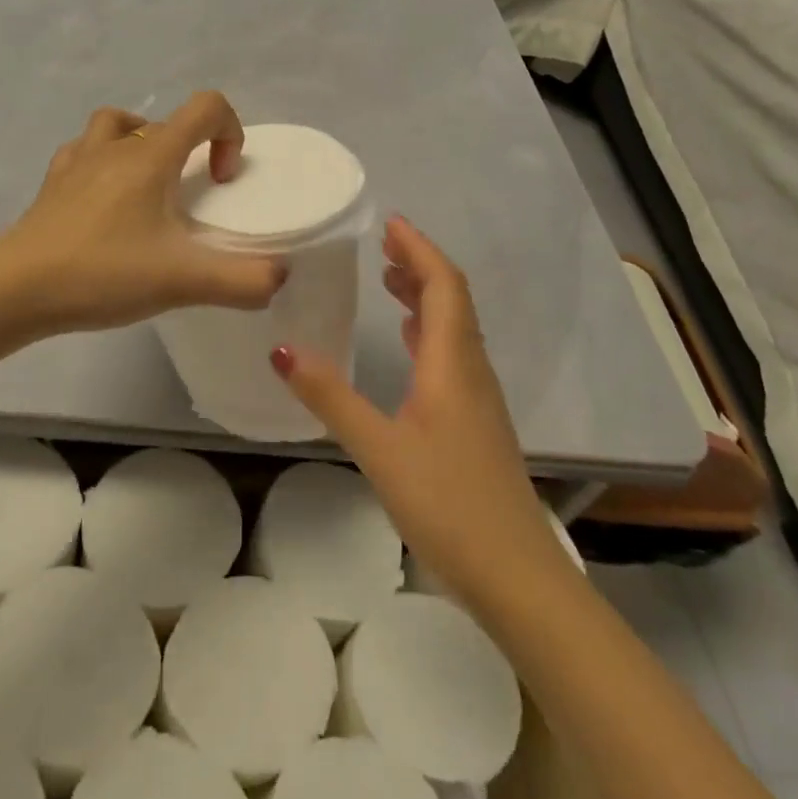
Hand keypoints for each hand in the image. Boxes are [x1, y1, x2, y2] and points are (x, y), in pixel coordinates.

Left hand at [0, 91, 285, 333]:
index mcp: (150, 156)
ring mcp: (76, 162)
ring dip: (141, 143)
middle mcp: (114, 146)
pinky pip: (82, 153)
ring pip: (116, 126)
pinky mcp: (51, 186)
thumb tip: (278, 279)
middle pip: (164, 121)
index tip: (224, 181)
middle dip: (191, 151)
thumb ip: (243, 281)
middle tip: (191, 200)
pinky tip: (105, 201)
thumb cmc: (102, 273)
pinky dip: (102, 163)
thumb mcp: (183, 281)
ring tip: (149, 188)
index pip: (205, 107)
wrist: (16, 290)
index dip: (230, 133)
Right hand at [268, 216, 565, 614]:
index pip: (444, 287)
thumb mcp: (378, 448)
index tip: (390, 224)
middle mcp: (472, 371)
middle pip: (454, 301)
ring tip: (391, 280)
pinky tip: (411, 344)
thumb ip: (330, 397)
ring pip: (456, 329)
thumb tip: (282, 350)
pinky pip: (454, 356)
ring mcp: (479, 399)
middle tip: (383, 245)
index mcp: (453, 365)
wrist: (516, 574)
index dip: (420, 250)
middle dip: (421, 266)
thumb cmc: (447, 503)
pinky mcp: (476, 423)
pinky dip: (430, 332)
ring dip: (426, 297)